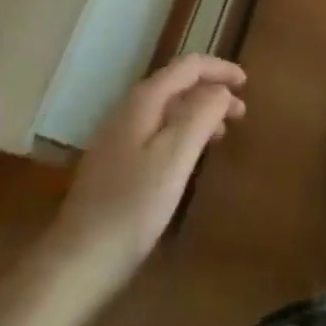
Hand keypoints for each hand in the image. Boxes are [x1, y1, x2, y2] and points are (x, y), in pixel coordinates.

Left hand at [46, 55, 246, 295]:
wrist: (79, 258)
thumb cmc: (133, 206)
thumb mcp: (175, 157)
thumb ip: (200, 115)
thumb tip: (222, 89)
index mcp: (144, 101)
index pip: (187, 67)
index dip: (219, 68)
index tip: (247, 83)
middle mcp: (129, 109)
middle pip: (176, 84)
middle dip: (211, 91)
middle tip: (241, 113)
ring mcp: (118, 135)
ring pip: (167, 109)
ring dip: (198, 112)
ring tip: (222, 134)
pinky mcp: (116, 161)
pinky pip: (157, 130)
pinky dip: (182, 131)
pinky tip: (189, 157)